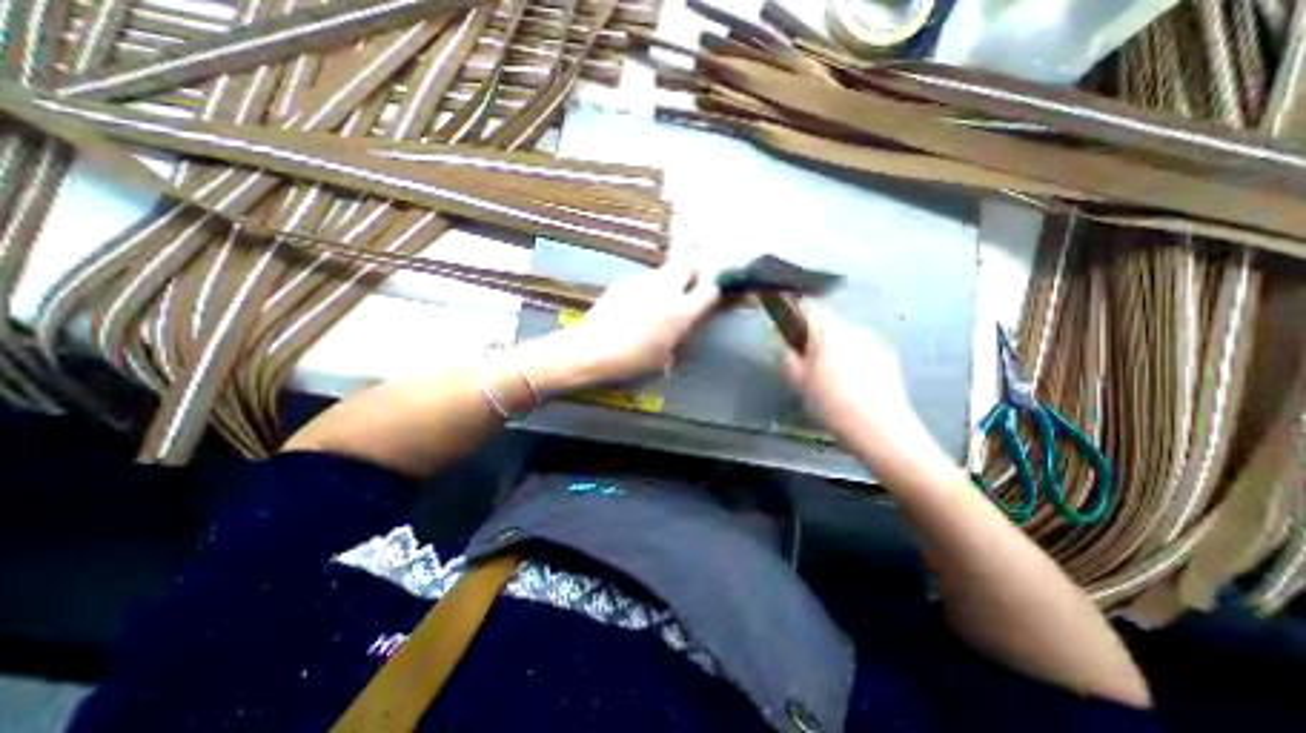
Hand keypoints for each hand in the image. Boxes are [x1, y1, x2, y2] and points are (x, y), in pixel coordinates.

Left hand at [519, 261, 718, 392]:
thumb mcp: (663, 358)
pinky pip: (643, 279)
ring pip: (664, 270)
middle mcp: (667, 290)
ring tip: (656, 299)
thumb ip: (678, 339)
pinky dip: (646, 287)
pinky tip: (634, 305)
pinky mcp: (624, 281)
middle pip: (688, 262)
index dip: (710, 292)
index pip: (709, 290)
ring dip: (667, 280)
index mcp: (682, 312)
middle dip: (691, 270)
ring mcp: (643, 282)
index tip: (705, 298)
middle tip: (687, 285)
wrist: (594, 350)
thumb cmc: (633, 361)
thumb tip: (681, 332)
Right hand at [778, 302, 911, 436]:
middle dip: (814, 335)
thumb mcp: (797, 380)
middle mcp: (851, 328)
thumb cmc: (829, 400)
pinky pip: (862, 349)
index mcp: (826, 330)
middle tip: (806, 360)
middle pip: (827, 323)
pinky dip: (853, 358)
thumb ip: (786, 357)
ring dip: (835, 346)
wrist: (877, 427)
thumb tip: (784, 345)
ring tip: (830, 374)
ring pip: (846, 336)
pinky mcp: (888, 357)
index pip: (806, 307)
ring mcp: (873, 341)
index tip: (786, 329)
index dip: (793, 314)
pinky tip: (851, 382)